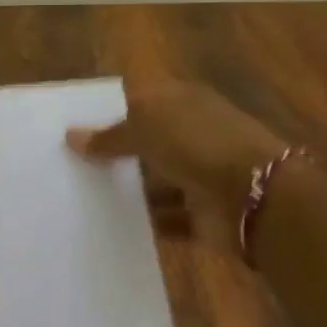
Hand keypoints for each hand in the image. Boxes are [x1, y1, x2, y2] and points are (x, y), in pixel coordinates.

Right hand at [67, 80, 286, 244]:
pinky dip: (146, 222)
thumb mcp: (145, 128)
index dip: (110, 111)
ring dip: (129, 190)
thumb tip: (71, 136)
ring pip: (155, 181)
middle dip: (115, 153)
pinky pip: (166, 217)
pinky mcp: (202, 213)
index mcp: (182, 101)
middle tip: (70, 165)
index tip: (74, 128)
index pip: (141, 101)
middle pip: (146, 142)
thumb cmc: (197, 144)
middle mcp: (192, 134)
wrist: (256, 197)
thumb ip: (109, 136)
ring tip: (83, 198)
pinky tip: (110, 226)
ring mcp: (200, 174)